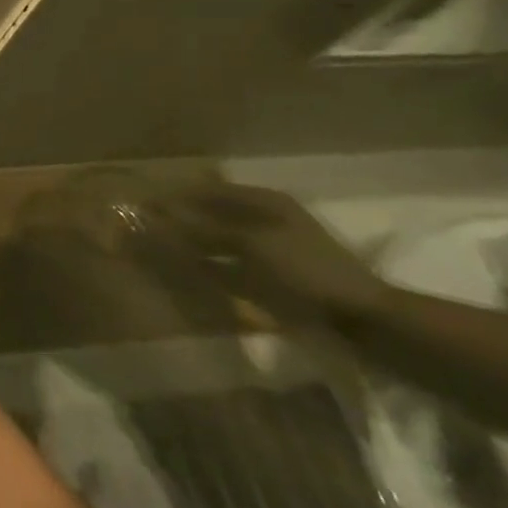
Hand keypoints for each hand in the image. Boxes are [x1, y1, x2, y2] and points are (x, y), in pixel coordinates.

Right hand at [159, 183, 390, 323]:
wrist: (361, 317)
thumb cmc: (305, 270)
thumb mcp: (249, 245)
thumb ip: (202, 229)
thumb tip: (158, 214)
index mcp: (264, 201)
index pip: (208, 189)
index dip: (177, 194)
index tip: (145, 203)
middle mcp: (266, 217)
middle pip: (213, 212)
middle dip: (183, 219)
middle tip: (149, 227)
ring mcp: (271, 246)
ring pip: (220, 237)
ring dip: (195, 242)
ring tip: (163, 250)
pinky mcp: (274, 273)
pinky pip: (231, 262)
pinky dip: (211, 264)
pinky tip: (192, 272)